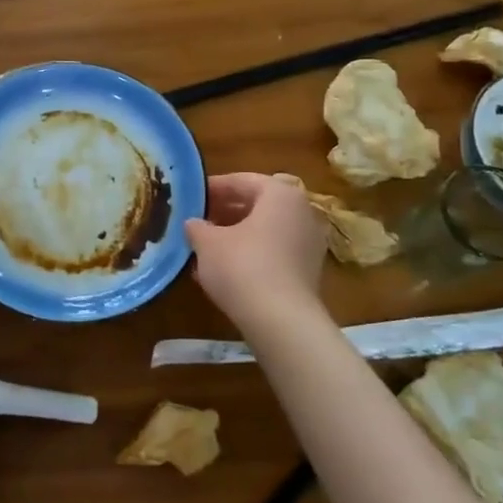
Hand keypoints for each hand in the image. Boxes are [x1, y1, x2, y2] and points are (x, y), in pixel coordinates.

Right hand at [184, 172, 326, 328]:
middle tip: (198, 220)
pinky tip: (226, 270)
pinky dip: (252, 254)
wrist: (282, 321)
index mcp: (280, 193)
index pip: (242, 180)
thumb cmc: (242, 267)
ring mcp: (309, 242)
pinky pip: (275, 251)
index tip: (192, 197)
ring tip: (207, 246)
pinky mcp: (309, 271)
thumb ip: (197, 227)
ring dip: (237, 234)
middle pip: (258, 204)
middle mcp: (302, 211)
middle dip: (226, 211)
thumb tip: (193, 224)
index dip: (213, 188)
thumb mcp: (207, 243)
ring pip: (266, 229)